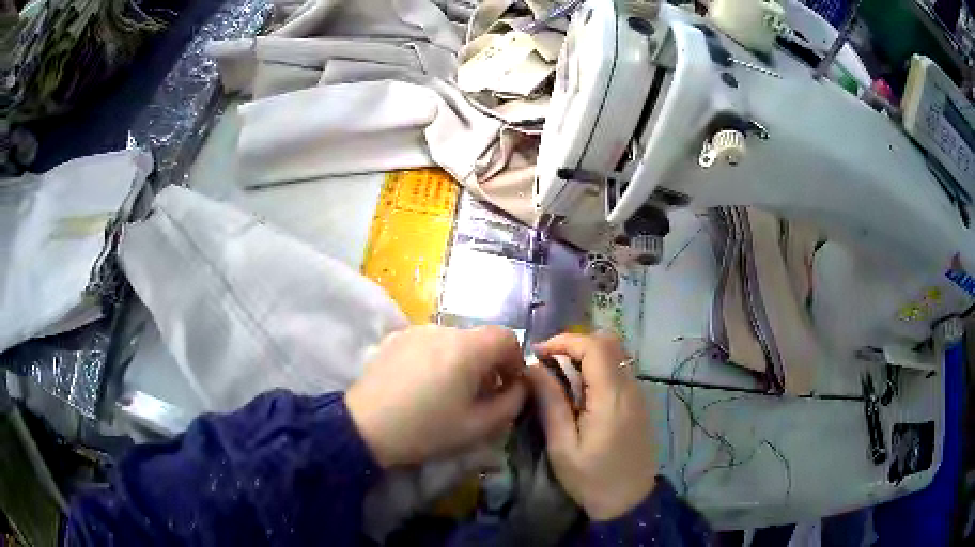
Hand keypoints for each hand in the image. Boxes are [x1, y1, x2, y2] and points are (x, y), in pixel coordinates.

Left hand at [346, 325, 526, 467]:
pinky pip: (429, 342)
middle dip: (488, 363)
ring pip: (454, 340)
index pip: (507, 337)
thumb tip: (520, 387)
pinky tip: (422, 384)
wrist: (366, 426)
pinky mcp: (395, 338)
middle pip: (479, 338)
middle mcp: (443, 329)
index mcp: (467, 348)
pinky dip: (437, 357)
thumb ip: (511, 403)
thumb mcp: (478, 426)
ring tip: (448, 390)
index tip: (506, 387)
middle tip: (479, 394)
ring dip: (462, 360)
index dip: (514, 361)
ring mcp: (416, 330)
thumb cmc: (426, 429)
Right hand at [527, 333, 656, 520]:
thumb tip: (533, 368)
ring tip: (560, 374)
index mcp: (611, 397)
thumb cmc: (591, 478)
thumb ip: (551, 403)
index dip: (564, 341)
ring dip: (586, 354)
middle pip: (608, 342)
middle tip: (548, 362)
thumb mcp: (563, 446)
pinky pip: (619, 369)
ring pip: (616, 354)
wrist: (629, 501)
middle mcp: (630, 387)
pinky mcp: (639, 402)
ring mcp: (638, 394)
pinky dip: (598, 367)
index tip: (538, 353)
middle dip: (575, 343)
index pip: (594, 347)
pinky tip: (580, 390)